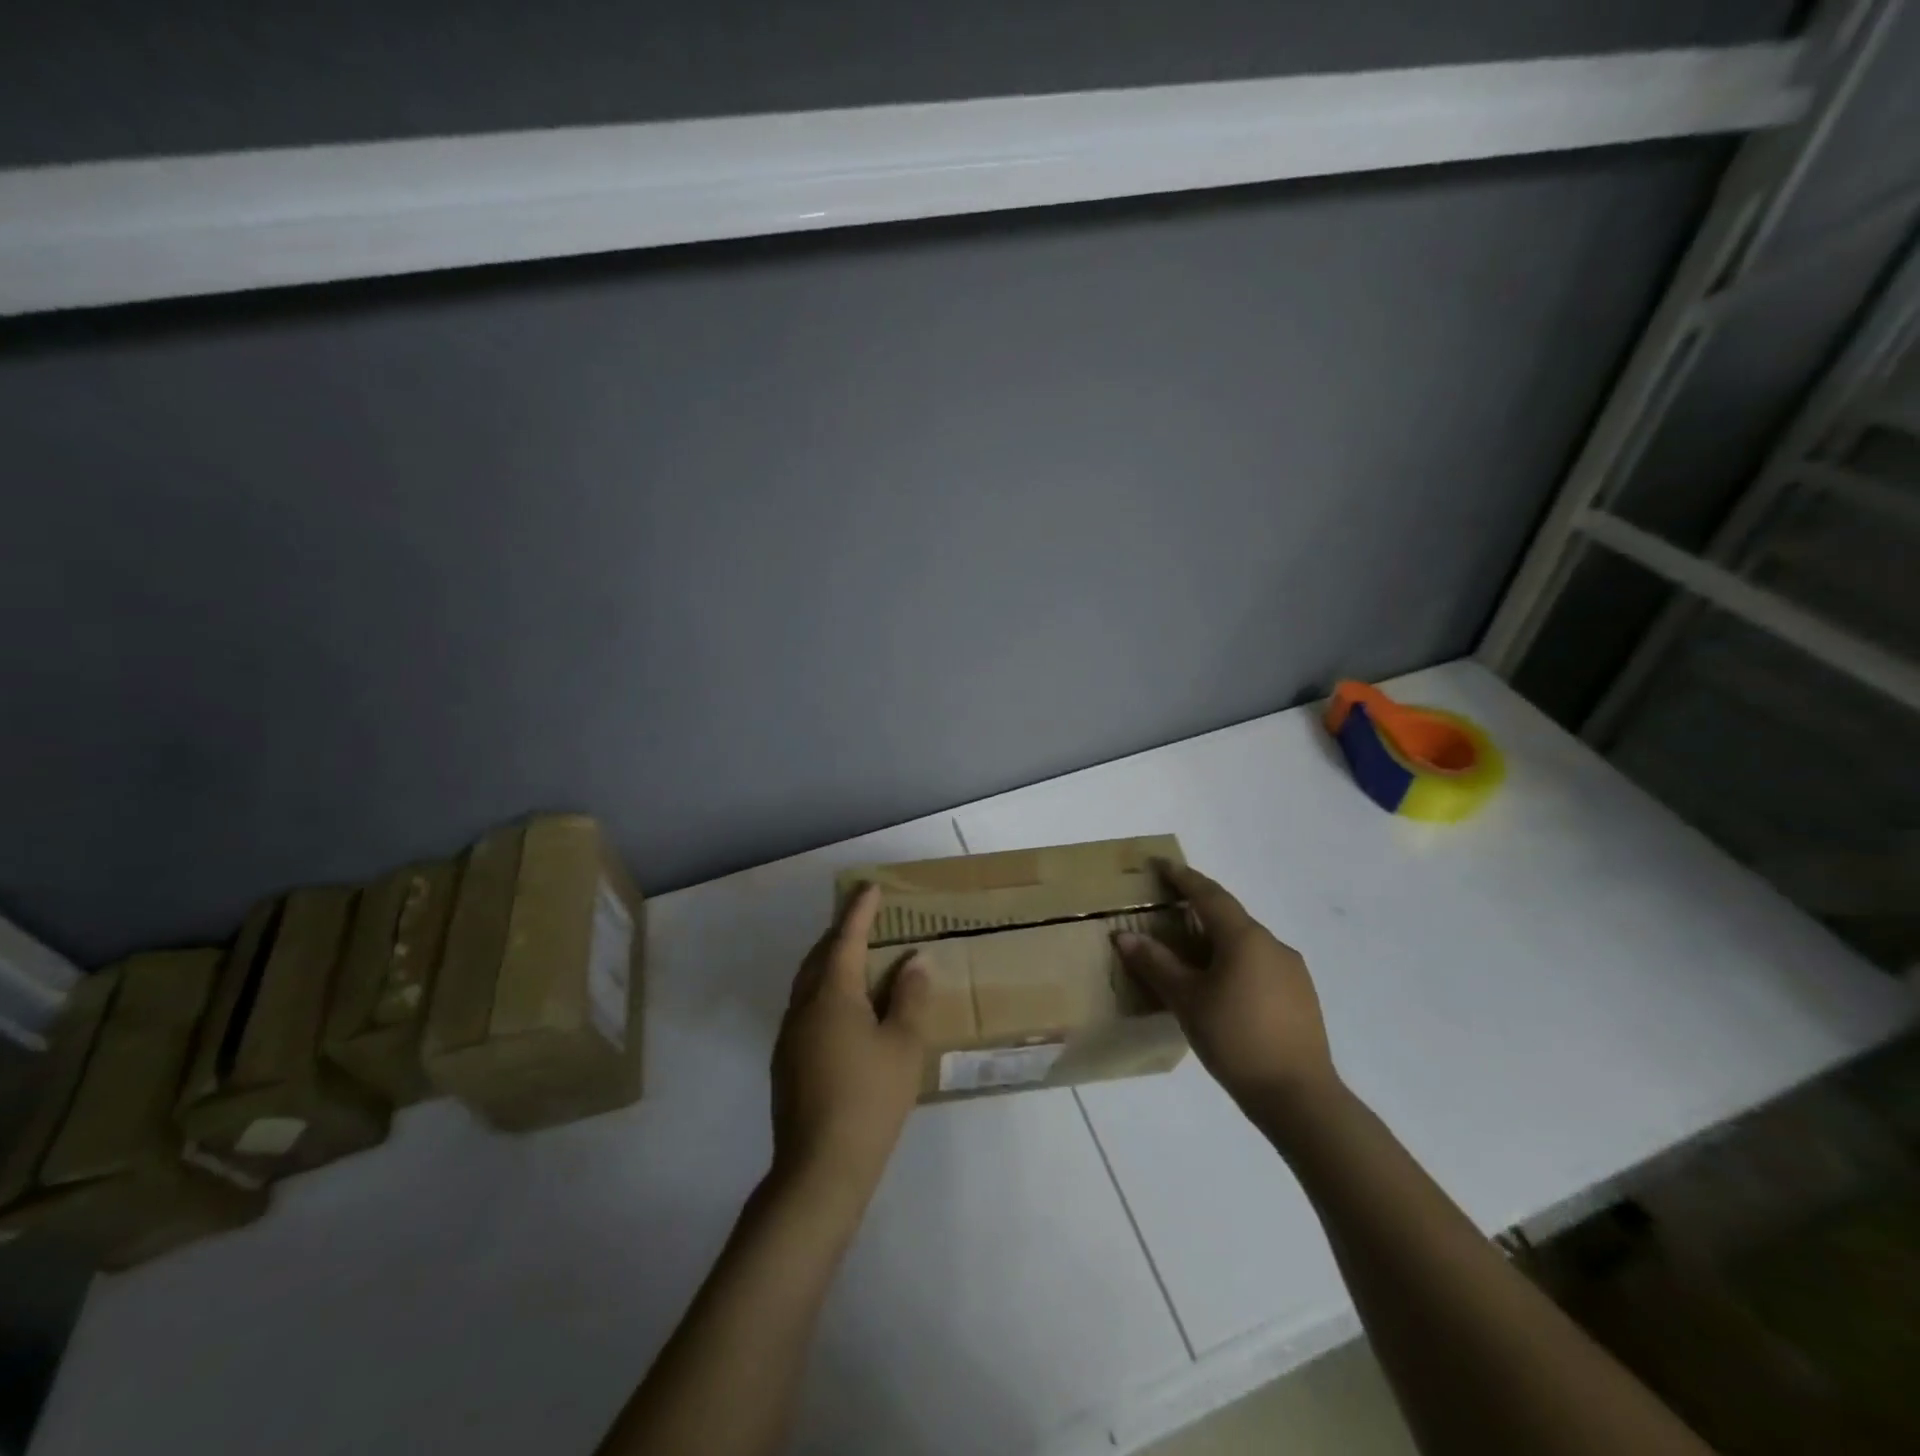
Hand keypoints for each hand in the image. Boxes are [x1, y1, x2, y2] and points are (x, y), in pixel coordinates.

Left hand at [770, 884, 929, 1202]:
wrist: (820, 1168)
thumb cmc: (870, 1099)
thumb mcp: (903, 1045)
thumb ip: (911, 997)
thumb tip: (915, 959)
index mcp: (832, 995)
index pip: (846, 938)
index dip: (860, 911)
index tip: (870, 887)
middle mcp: (803, 1006)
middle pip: (820, 956)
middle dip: (840, 932)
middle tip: (864, 918)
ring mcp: (789, 1035)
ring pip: (808, 983)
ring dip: (830, 962)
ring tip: (856, 959)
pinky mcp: (786, 1061)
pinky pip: (806, 1007)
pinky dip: (825, 991)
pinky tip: (844, 1011)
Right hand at [1116, 860, 1338, 1118]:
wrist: (1299, 1096)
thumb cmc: (1236, 1039)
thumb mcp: (1187, 1000)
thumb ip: (1156, 964)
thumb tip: (1124, 936)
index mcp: (1245, 938)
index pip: (1209, 894)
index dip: (1183, 877)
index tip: (1161, 865)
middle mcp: (1272, 944)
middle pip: (1229, 917)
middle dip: (1199, 909)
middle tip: (1170, 911)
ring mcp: (1292, 971)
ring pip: (1246, 943)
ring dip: (1218, 940)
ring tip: (1191, 955)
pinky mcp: (1301, 996)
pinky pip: (1260, 965)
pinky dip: (1236, 963)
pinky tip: (1222, 988)